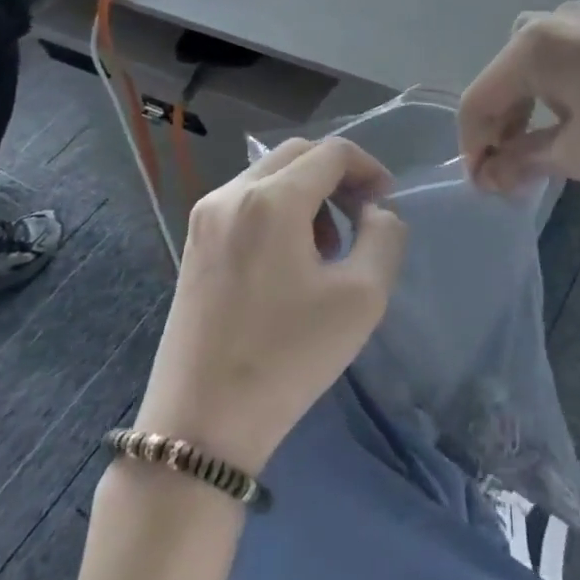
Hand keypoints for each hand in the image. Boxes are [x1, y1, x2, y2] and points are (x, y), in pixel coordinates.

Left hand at [134, 137, 404, 475]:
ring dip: (308, 191)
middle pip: (298, 154)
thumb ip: (384, 237)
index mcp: (273, 199)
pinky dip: (279, 207)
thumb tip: (375, 211)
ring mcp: (207, 216)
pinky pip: (246, 199)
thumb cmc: (287, 359)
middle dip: (338, 175)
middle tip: (362, 215)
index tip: (385, 202)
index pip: (332, 152)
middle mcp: (233, 193)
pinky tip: (291, 257)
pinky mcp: (194, 241)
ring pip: (270, 173)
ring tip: (329, 245)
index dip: (369, 167)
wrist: (200, 426)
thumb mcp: (362, 298)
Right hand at [459, 0, 579, 191]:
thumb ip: (523, 160)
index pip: (478, 100)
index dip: (473, 148)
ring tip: (541, 157)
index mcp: (530, 46)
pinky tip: (574, 125)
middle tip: (512, 179)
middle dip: (501, 133)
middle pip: (503, 83)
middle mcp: (549, 23)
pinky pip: (563, 65)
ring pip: (532, 73)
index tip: (485, 189)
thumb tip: (490, 174)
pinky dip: (555, 98)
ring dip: (527, 116)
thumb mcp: (579, 153)